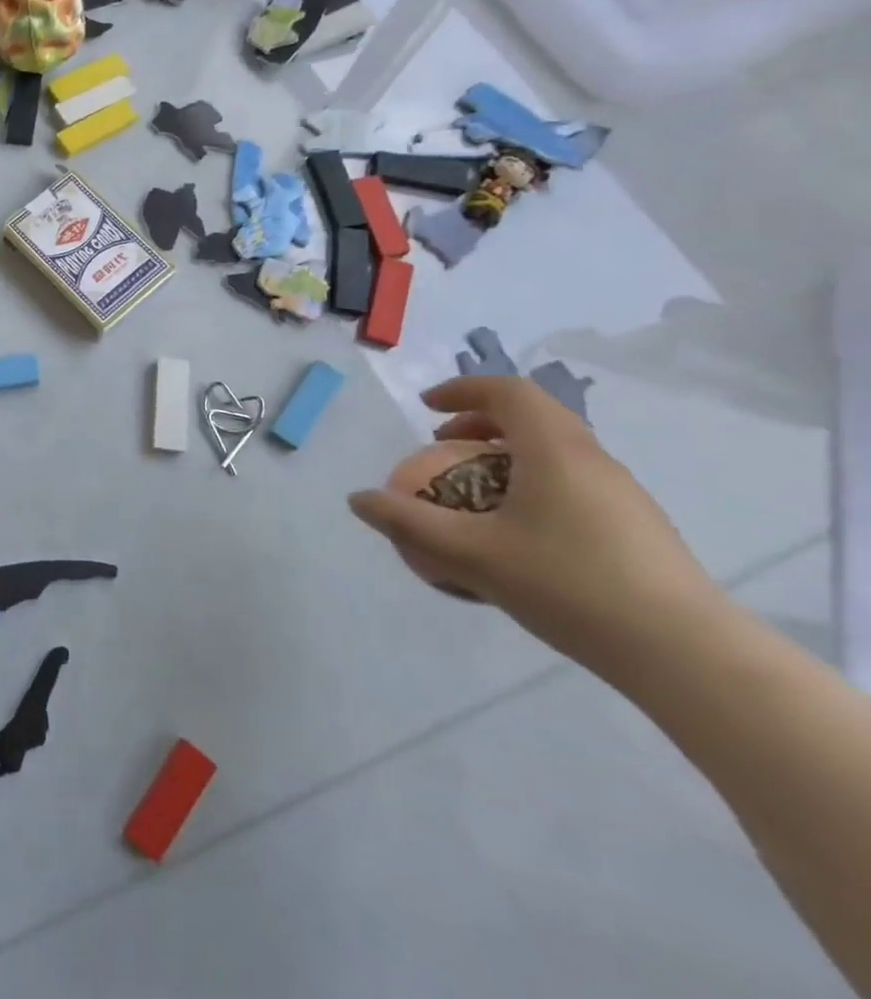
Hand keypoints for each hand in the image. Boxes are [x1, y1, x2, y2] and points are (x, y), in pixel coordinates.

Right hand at [348, 376, 722, 678]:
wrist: (686, 654)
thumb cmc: (568, 586)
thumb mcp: (470, 555)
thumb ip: (408, 523)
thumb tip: (357, 499)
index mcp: (555, 451)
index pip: (509, 391)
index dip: (463, 389)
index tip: (427, 408)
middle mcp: (593, 460)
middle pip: (534, 416)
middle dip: (480, 420)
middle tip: (443, 444)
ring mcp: (623, 494)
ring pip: (556, 450)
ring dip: (507, 453)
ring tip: (474, 491)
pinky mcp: (638, 527)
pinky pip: (573, 482)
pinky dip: (533, 482)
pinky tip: (517, 533)